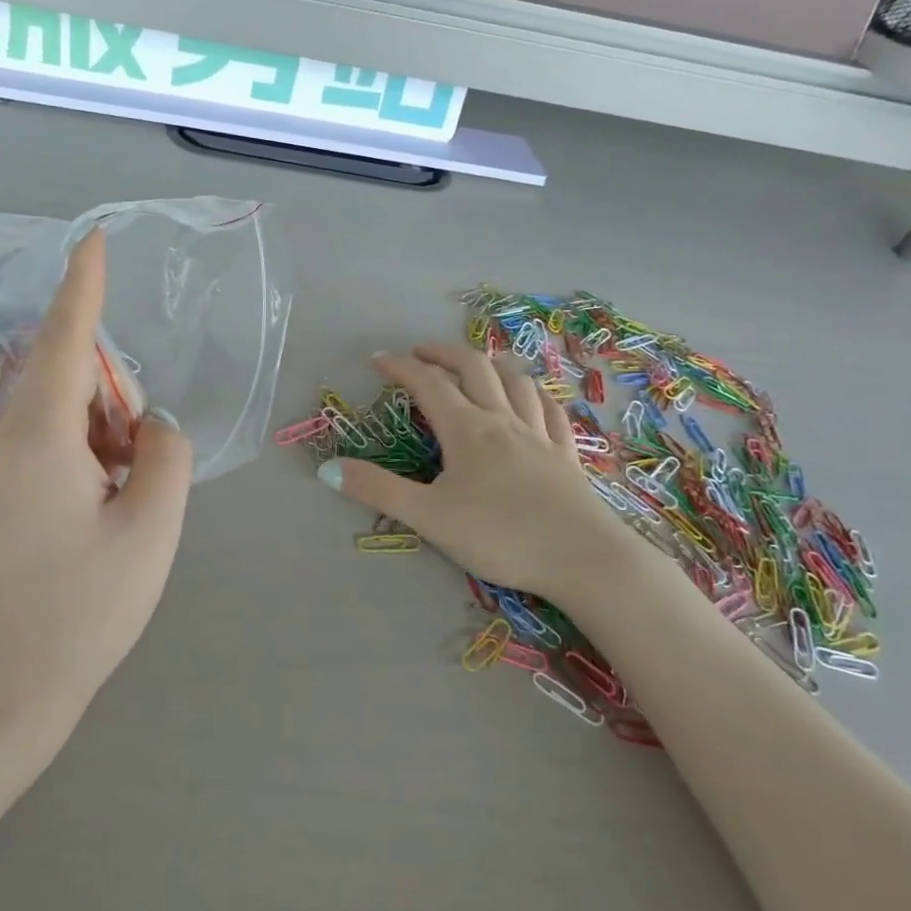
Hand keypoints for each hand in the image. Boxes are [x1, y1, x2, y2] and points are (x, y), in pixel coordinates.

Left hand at [0, 229, 193, 741]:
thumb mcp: (152, 527)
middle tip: (141, 472)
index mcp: (40, 440)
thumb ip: (167, 453)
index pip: (68, 341)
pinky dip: (83, 464)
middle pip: (71, 384)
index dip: (84, 286)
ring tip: (121, 510)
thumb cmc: (84, 610)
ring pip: (60, 422)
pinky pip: (44, 453)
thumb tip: (151, 427)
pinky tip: (95, 523)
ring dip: (104, 441)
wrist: (1, 694)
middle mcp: (4, 445)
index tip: (91, 238)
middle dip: (117, 405)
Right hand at [318, 345, 636, 599]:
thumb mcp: (429, 517)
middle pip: (474, 369)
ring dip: (490, 364)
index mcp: (468, 430)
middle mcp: (503, 420)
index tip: (378, 359)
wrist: (582, 558)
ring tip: (474, 365)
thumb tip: (328, 468)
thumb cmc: (500, 536)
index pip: (428, 384)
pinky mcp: (566, 455)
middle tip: (420, 353)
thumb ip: (378, 490)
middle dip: (444, 353)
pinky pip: (550, 410)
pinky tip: (531, 397)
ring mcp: (539, 435)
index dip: (401, 366)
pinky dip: (533, 393)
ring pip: (515, 381)